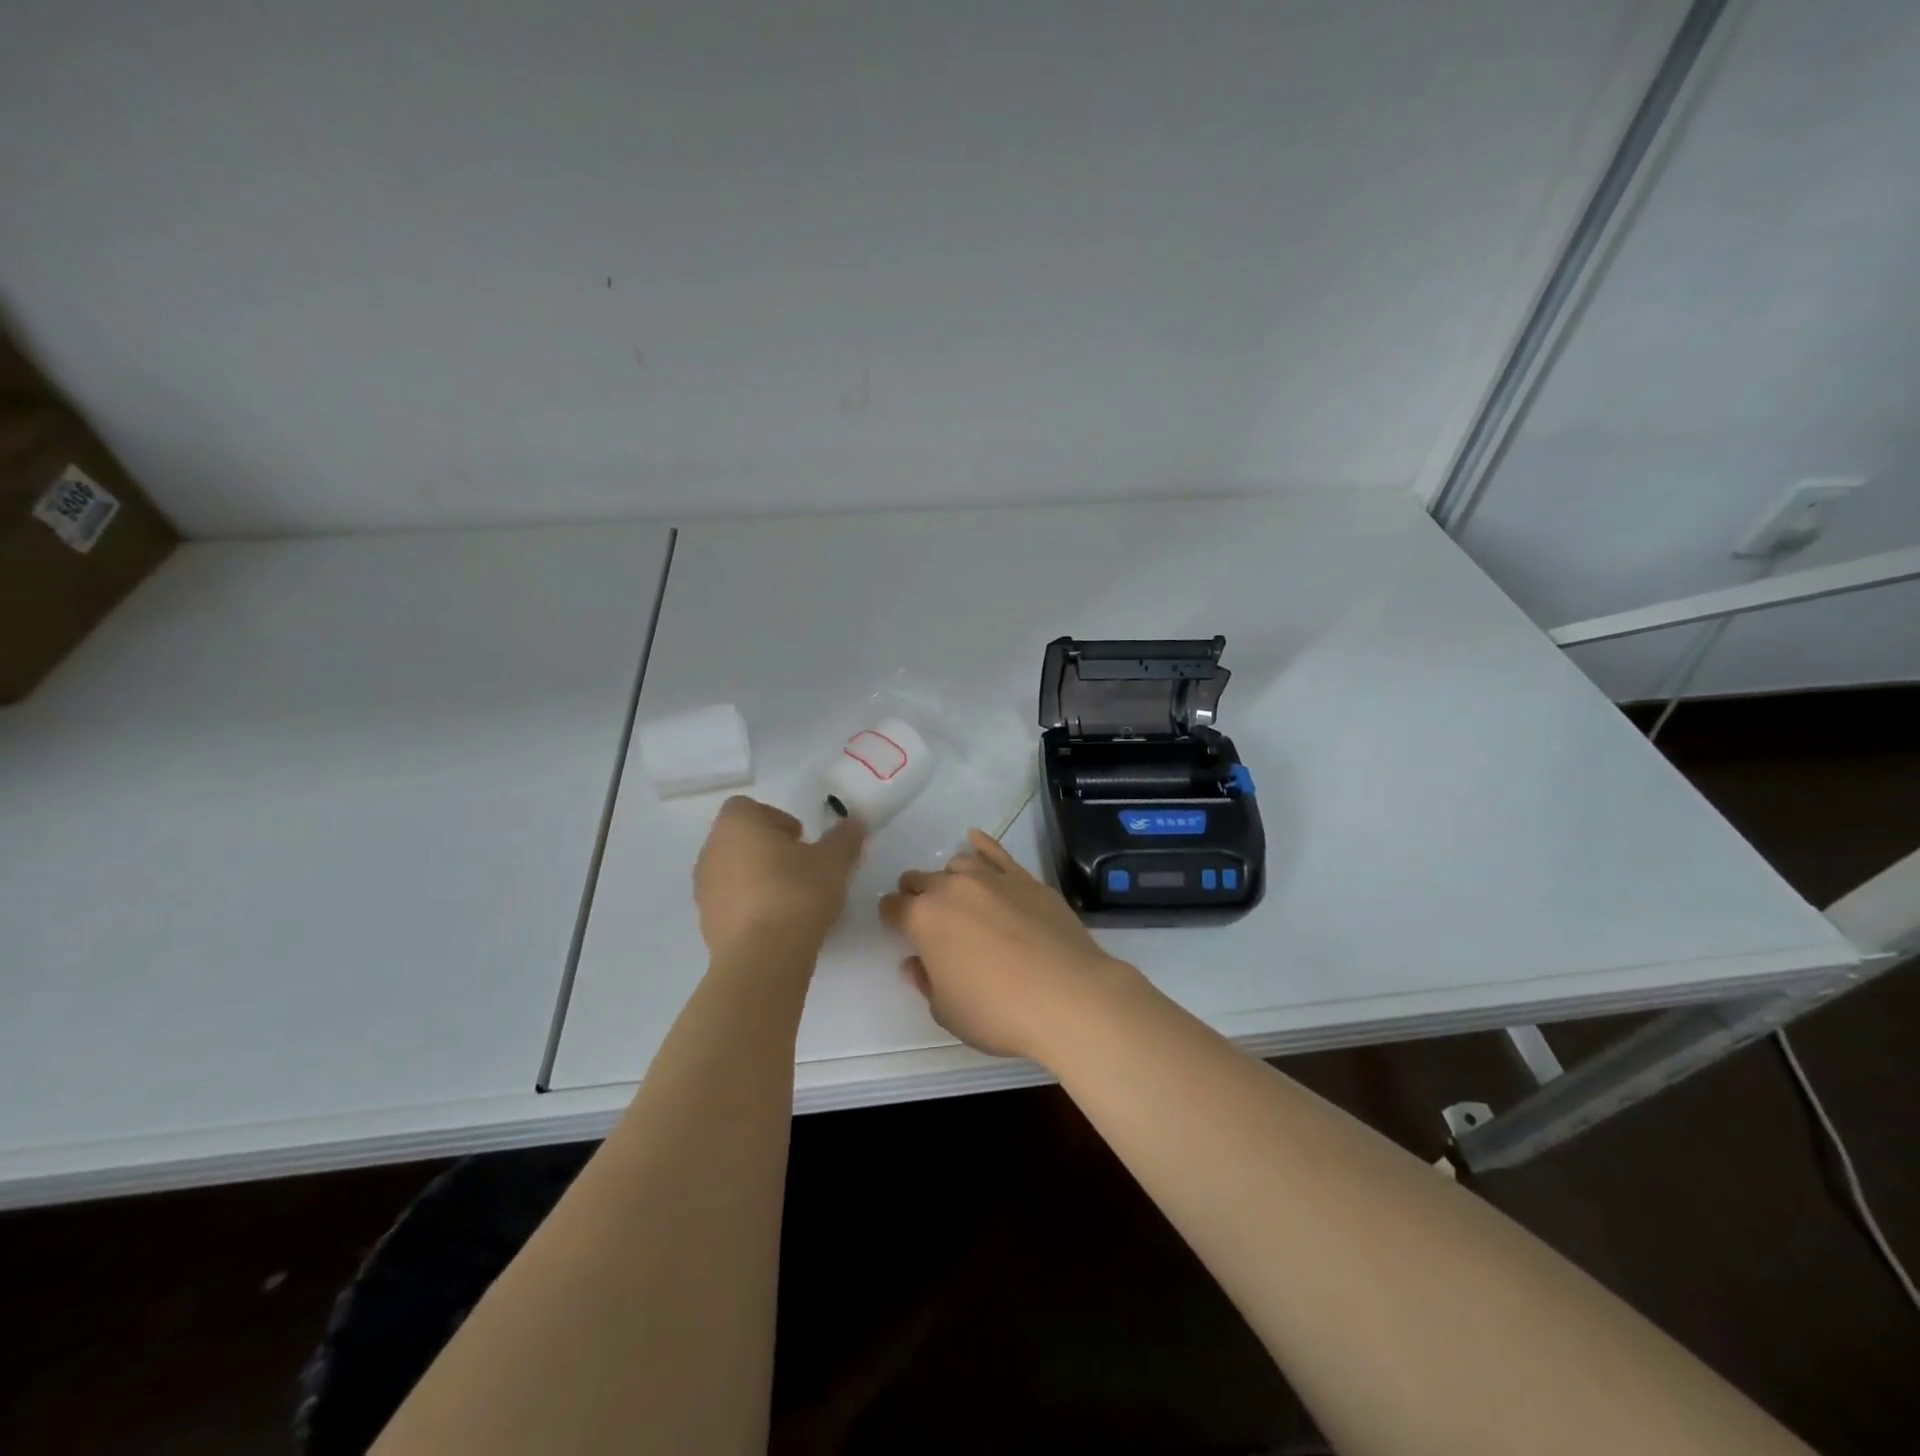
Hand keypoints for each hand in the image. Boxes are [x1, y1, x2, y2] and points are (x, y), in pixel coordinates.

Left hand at [694, 796, 865, 954]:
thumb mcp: (834, 861)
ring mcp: (704, 889)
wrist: (763, 957)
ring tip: (790, 897)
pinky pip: (729, 903)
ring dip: (757, 877)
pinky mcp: (706, 923)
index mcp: (737, 825)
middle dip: (767, 848)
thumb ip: (844, 838)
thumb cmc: (797, 892)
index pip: (746, 807)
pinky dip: (749, 905)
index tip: (801, 838)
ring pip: (732, 871)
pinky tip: (777, 922)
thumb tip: (855, 823)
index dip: (775, 818)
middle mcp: (712, 851)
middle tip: (800, 865)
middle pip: (738, 839)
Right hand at [879, 829, 1138, 1060]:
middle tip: (925, 916)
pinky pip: (996, 852)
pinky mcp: (1026, 879)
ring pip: (958, 864)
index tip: (895, 927)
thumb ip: (926, 981)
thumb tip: (915, 962)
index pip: (892, 907)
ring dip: (949, 878)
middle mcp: (952, 888)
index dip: (890, 917)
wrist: (1066, 996)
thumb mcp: (947, 1011)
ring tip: (957, 896)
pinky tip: (976, 840)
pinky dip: (982, 845)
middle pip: (921, 880)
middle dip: (916, 894)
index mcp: (923, 919)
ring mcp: (991, 878)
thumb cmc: (997, 1011)